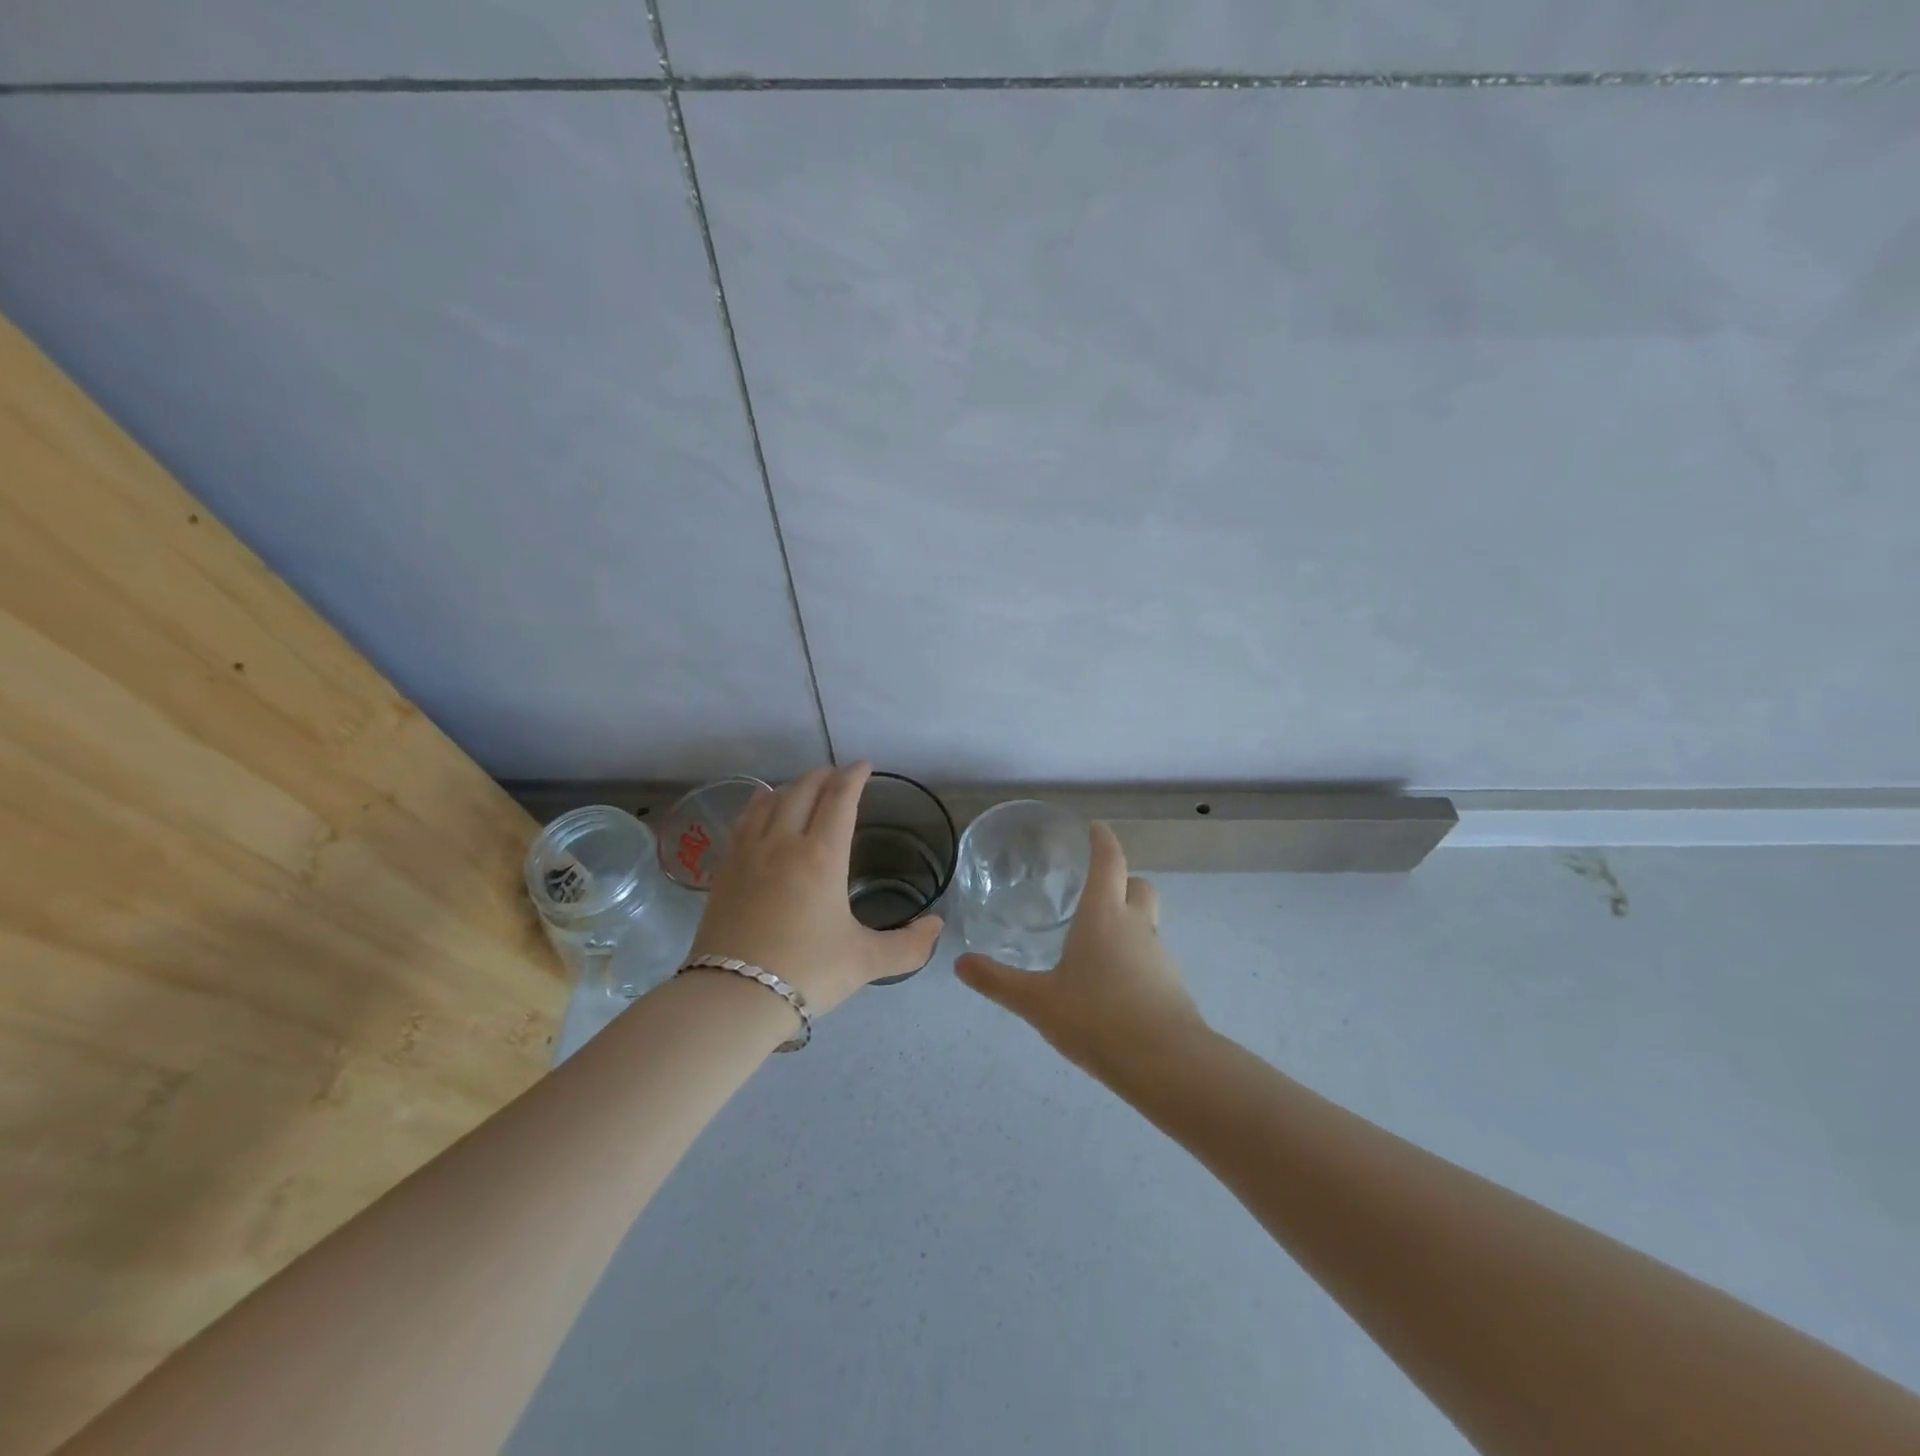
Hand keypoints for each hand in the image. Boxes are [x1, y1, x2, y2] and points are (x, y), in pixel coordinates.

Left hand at [688, 763, 943, 1014]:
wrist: (733, 997)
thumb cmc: (807, 972)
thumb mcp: (866, 962)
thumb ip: (909, 945)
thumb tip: (937, 926)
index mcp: (822, 855)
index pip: (840, 799)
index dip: (854, 777)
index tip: (865, 765)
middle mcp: (784, 842)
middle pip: (804, 790)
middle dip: (824, 775)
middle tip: (839, 775)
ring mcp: (749, 852)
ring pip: (771, 800)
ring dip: (793, 786)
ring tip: (805, 787)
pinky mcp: (725, 868)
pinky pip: (744, 820)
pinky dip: (759, 803)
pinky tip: (761, 805)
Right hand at [956, 822, 1205, 1082]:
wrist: (1165, 1064)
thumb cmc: (1096, 1017)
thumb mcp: (1038, 1001)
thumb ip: (998, 981)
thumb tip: (960, 963)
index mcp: (1104, 915)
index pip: (1109, 861)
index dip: (1102, 840)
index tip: (1095, 827)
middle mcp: (1135, 925)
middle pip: (1138, 884)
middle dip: (1121, 879)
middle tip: (1095, 890)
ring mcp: (1158, 955)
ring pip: (1146, 921)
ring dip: (1127, 921)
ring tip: (1095, 943)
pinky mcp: (1171, 985)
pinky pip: (1150, 956)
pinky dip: (1134, 957)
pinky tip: (1112, 985)